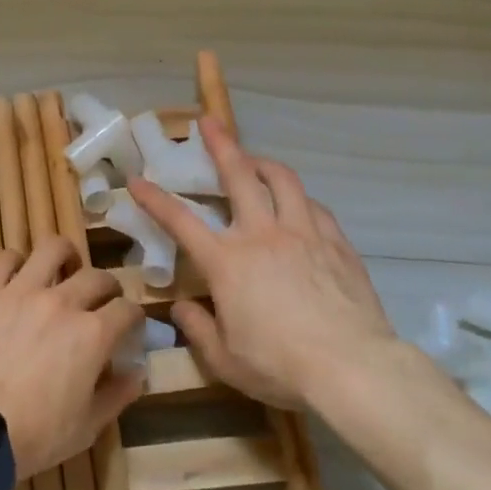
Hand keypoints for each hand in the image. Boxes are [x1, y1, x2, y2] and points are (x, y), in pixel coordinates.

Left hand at [0, 238, 144, 477]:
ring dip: (64, 256)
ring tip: (62, 268)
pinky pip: (4, 258)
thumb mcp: (85, 429)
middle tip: (99, 300)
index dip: (132, 317)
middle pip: (96, 276)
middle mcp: (61, 302)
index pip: (126, 309)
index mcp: (92, 335)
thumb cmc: (32, 437)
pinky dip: (16, 262)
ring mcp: (20, 290)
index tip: (128, 326)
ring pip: (52, 249)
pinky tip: (16, 276)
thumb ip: (116, 396)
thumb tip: (138, 373)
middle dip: (106, 287)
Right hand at [129, 119, 396, 409]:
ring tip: (254, 159)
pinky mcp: (336, 242)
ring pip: (282, 180)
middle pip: (238, 176)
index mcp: (227, 262)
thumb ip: (198, 329)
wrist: (353, 368)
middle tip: (209, 121)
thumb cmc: (281, 366)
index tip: (137, 180)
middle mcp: (262, 234)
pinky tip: (298, 204)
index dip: (154, 199)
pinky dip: (299, 197)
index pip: (180, 221)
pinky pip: (314, 206)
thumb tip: (181, 308)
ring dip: (263, 162)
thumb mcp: (226, 360)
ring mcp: (302, 233)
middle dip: (220, 144)